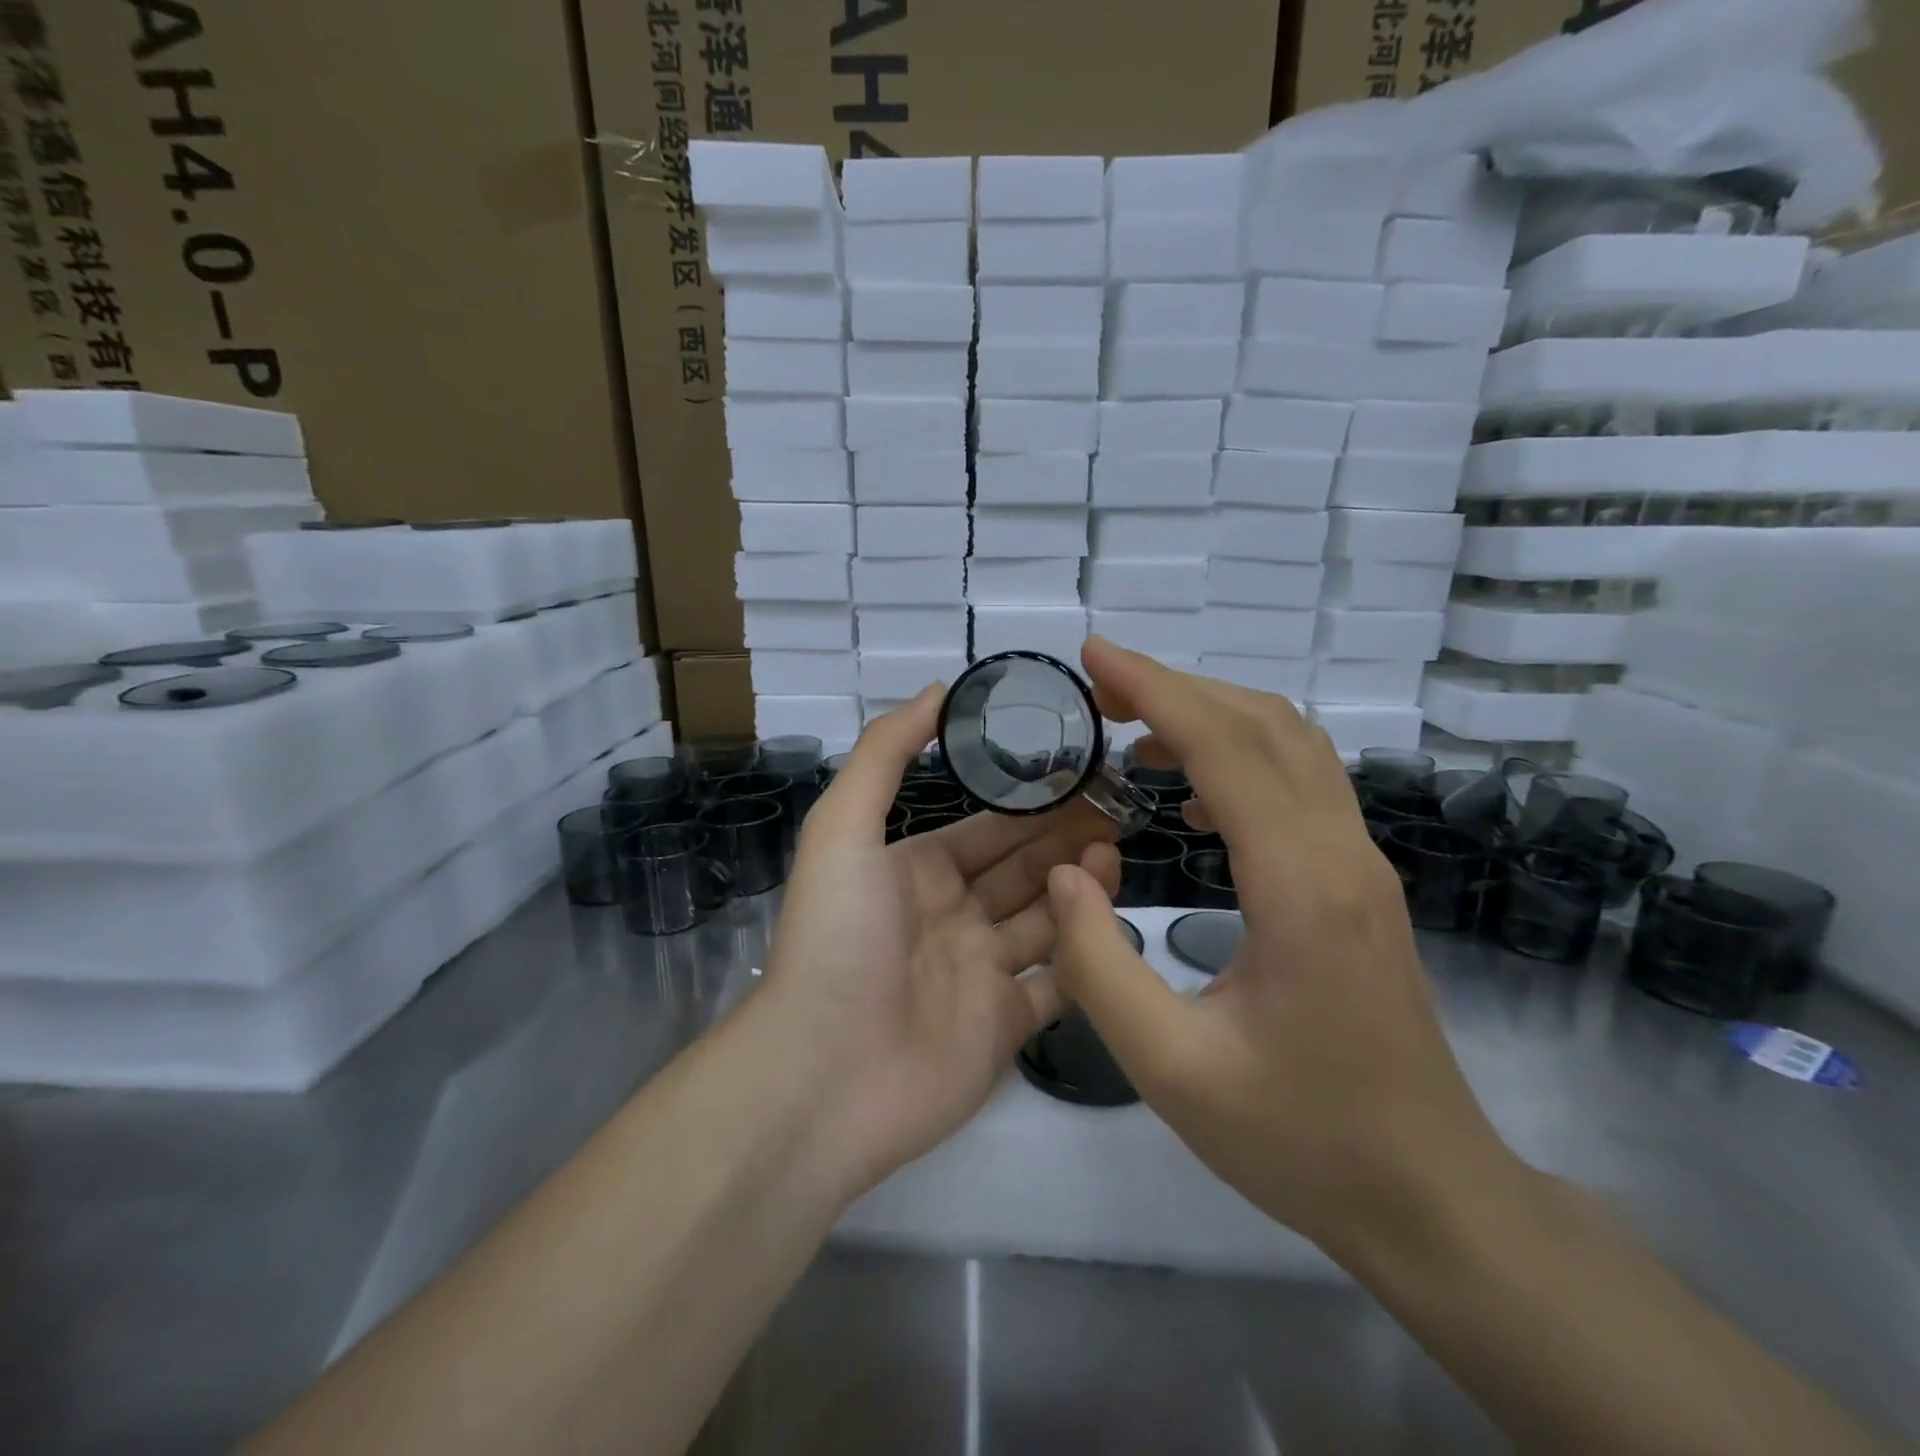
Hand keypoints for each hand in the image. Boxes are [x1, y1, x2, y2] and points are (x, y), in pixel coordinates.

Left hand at [758, 683, 1121, 1196]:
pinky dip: (1085, 959)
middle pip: (1021, 870)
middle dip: (1064, 840)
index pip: (986, 830)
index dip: (1031, 805)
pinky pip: (1057, 986)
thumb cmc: (838, 937)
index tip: (1083, 778)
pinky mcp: (1004, 1029)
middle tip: (1117, 812)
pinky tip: (1112, 927)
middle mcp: (950, 918)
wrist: (826, 1073)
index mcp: (916, 872)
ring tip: (1113, 857)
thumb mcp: (844, 828)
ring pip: (1045, 922)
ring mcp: (980, 975)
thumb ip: (886, 754)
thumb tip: (937, 692)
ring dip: (1079, 889)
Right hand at [1046, 638, 1513, 1255]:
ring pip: (1290, 745)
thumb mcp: (1170, 1068)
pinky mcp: (1357, 884)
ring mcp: (1360, 866)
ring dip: (1210, 716)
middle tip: (1099, 688)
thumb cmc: (1298, 1139)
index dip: (1154, 688)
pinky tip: (1190, 801)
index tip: (1093, 656)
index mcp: (1301, 887)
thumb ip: (1097, 967)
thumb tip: (1068, 870)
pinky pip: (1299, 785)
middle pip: (1264, 724)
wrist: (1429, 1196)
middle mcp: (1342, 855)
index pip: (1225, 747)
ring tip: (1134, 730)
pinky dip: (1237, 758)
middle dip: (1176, 687)